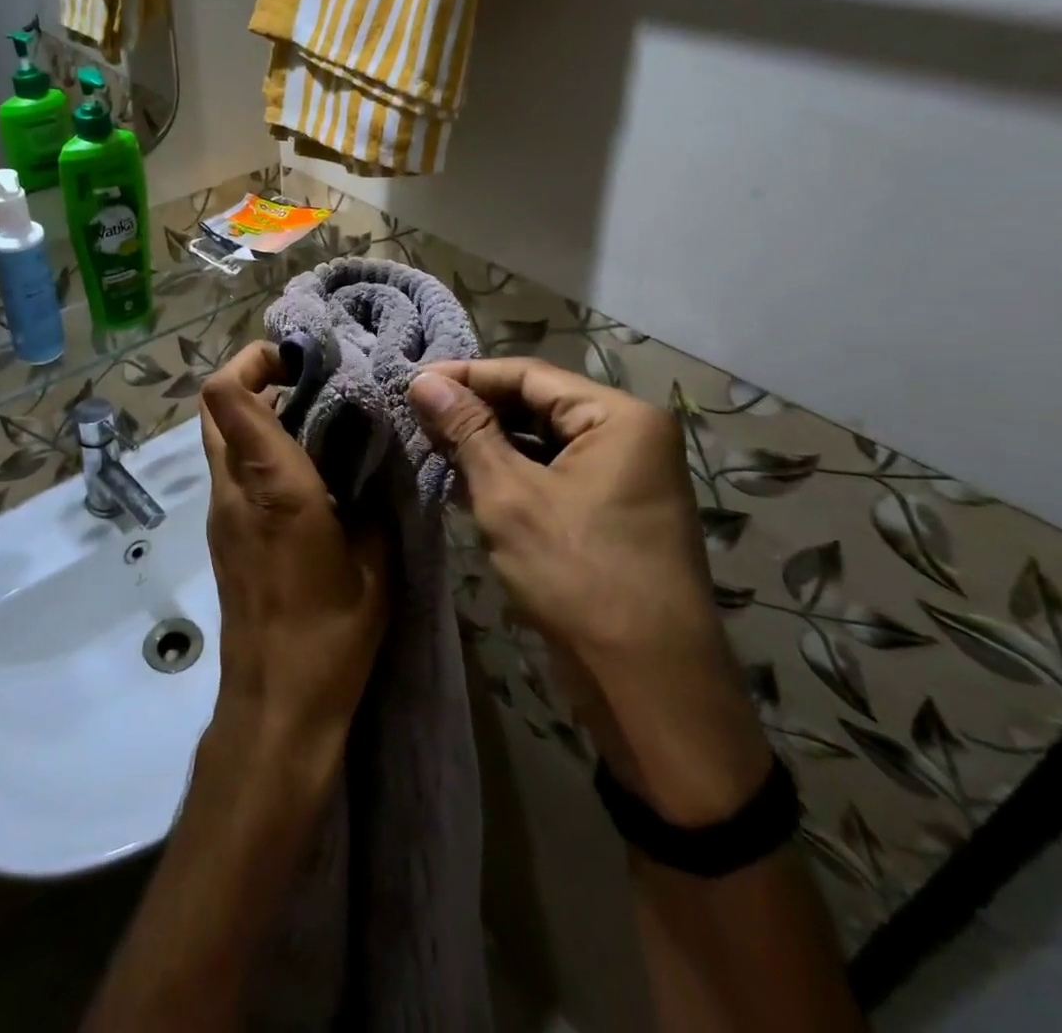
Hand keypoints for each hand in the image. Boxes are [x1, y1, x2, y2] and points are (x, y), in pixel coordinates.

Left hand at [199, 342, 386, 759]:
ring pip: (220, 437)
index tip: (301, 361)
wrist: (277, 702)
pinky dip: (256, 450)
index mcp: (274, 487)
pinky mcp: (221, 534)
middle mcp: (234, 489)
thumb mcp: (374, 562)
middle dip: (252, 377)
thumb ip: (371, 502)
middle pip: (213, 406)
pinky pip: (230, 470)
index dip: (254, 360)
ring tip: (314, 421)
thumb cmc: (332, 633)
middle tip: (306, 381)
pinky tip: (305, 471)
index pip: (227, 396)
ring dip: (255, 413)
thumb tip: (370, 467)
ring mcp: (220, 513)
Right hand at [408, 359, 769, 823]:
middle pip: (538, 405)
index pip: (530, 375)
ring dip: (489, 445)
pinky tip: (465, 482)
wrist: (648, 686)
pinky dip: (511, 475)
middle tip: (416, 416)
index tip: (412, 382)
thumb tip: (423, 380)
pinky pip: (552, 474)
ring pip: (542, 441)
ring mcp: (623, 476)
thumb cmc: (579, 576)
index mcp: (620, 418)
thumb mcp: (510, 496)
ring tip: (432, 446)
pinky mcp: (610, 511)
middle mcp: (629, 436)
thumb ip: (467, 431)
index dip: (467, 376)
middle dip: (476, 411)